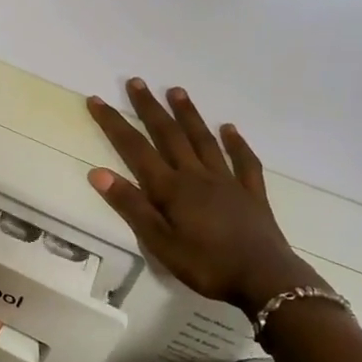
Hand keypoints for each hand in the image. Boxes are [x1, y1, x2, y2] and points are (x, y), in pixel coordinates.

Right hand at [86, 80, 321, 317]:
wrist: (265, 279)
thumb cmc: (205, 264)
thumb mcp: (158, 242)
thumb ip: (130, 206)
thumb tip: (97, 172)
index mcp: (171, 188)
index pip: (135, 149)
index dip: (114, 124)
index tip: (97, 100)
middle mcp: (196, 176)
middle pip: (169, 135)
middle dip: (150, 108)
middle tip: (137, 82)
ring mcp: (227, 181)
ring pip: (203, 140)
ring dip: (189, 115)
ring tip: (177, 91)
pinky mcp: (251, 193)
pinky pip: (244, 161)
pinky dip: (236, 143)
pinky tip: (230, 129)